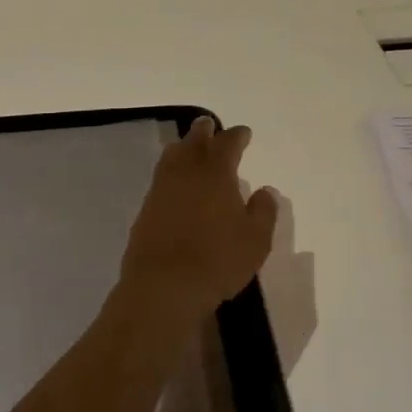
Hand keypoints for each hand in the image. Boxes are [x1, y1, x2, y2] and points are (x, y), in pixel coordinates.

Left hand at [113, 116, 278, 343]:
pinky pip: (160, 178)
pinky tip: (175, 182)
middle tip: (210, 126)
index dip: (237, 136)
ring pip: (172, 156)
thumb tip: (265, 190)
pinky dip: (170, 172)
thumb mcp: (256, 239)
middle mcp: (186, 172)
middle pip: (194, 141)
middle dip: (205, 131)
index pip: (228, 143)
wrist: (164, 286)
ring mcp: (161, 189)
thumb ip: (264, 211)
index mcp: (216, 172)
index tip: (244, 133)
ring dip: (183, 147)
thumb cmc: (218, 260)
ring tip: (189, 148)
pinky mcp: (145, 209)